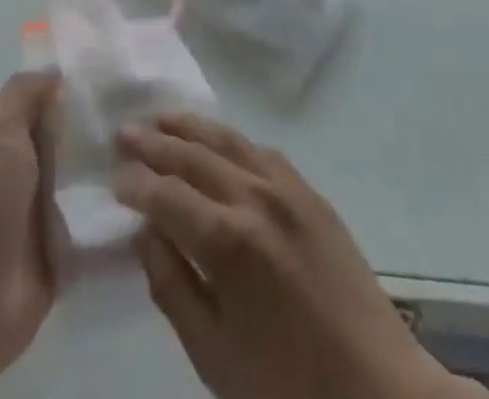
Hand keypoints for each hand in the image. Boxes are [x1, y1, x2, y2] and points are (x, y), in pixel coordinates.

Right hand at [116, 114, 478, 398]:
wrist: (375, 388)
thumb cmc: (285, 383)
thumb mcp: (213, 353)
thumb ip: (171, 285)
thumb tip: (145, 232)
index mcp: (227, 241)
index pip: (166, 195)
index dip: (136, 184)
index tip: (114, 177)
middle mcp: (255, 198)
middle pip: (193, 156)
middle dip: (154, 142)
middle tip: (123, 131)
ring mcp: (287, 188)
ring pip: (227, 140)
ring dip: (190, 127)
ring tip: (161, 117)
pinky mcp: (310, 192)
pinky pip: (260, 150)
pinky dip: (230, 138)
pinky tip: (217, 139)